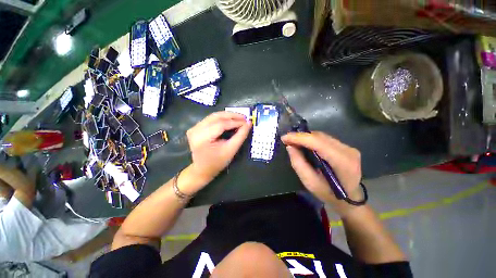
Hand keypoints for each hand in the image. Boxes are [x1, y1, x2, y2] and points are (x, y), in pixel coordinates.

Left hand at [187, 111, 251, 182]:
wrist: (203, 169)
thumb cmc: (217, 162)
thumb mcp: (231, 150)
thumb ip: (240, 136)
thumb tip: (248, 123)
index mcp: (202, 138)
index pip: (221, 125)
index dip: (235, 122)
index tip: (247, 122)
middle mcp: (195, 130)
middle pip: (216, 117)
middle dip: (232, 116)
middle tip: (244, 117)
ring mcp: (194, 128)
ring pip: (214, 116)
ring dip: (227, 116)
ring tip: (239, 118)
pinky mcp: (195, 127)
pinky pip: (211, 119)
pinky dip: (222, 118)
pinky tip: (230, 120)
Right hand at [281, 132, 361, 207]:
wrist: (351, 200)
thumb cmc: (329, 194)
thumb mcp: (310, 183)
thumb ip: (298, 163)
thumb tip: (290, 146)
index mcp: (342, 162)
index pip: (317, 142)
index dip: (299, 138)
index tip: (284, 138)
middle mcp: (348, 151)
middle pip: (319, 137)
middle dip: (300, 136)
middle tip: (287, 140)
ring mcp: (349, 148)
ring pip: (322, 136)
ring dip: (306, 137)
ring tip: (293, 141)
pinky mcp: (346, 147)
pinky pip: (325, 139)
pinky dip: (312, 140)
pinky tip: (304, 143)